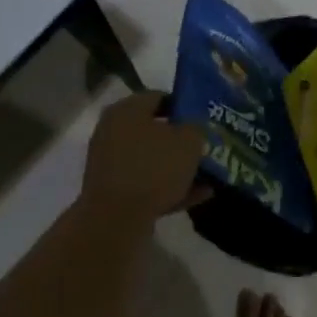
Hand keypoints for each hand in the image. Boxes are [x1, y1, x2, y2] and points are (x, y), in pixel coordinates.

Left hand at [79, 92, 207, 225]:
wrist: (116, 219)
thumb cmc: (153, 168)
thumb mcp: (188, 141)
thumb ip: (196, 127)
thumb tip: (193, 127)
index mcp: (127, 109)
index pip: (159, 96)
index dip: (185, 105)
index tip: (205, 119)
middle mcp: (113, 130)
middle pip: (154, 129)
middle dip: (181, 140)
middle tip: (205, 147)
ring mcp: (110, 162)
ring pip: (151, 159)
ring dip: (177, 167)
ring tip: (207, 176)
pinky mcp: (112, 190)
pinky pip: (145, 183)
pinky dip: (168, 187)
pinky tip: (196, 196)